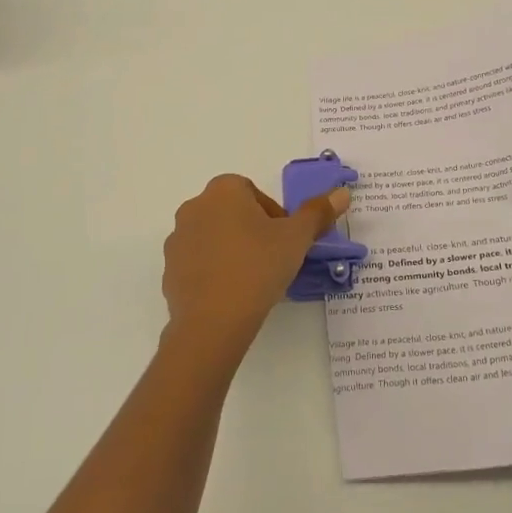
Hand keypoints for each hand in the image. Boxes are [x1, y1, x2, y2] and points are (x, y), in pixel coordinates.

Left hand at [162, 175, 348, 355]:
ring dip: (232, 251)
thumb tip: (342, 192)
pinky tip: (232, 295)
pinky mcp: (169, 271)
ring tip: (254, 280)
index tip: (285, 240)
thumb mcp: (297, 238)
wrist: (213, 321)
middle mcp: (194, 207)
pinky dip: (215, 273)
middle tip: (274, 259)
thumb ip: (318, 212)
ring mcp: (177, 240)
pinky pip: (199, 264)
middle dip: (253, 231)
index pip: (253, 192)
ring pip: (214, 238)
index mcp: (223, 190)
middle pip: (232, 213)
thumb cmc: (258, 267)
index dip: (273, 215)